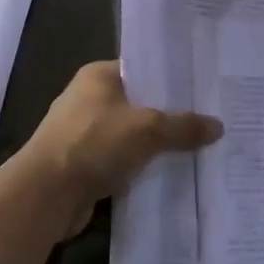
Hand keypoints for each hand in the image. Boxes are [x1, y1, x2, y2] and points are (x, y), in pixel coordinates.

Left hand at [18, 62, 220, 238]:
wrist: (45, 195)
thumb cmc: (93, 144)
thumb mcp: (147, 129)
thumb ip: (183, 126)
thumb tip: (218, 126)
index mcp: (98, 76)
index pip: (142, 68)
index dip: (171, 78)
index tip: (203, 89)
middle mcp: (89, 98)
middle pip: (139, 103)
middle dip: (169, 115)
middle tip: (208, 121)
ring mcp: (84, 133)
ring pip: (131, 135)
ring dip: (155, 146)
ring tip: (197, 150)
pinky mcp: (83, 165)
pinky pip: (121, 161)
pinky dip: (140, 168)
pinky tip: (169, 176)